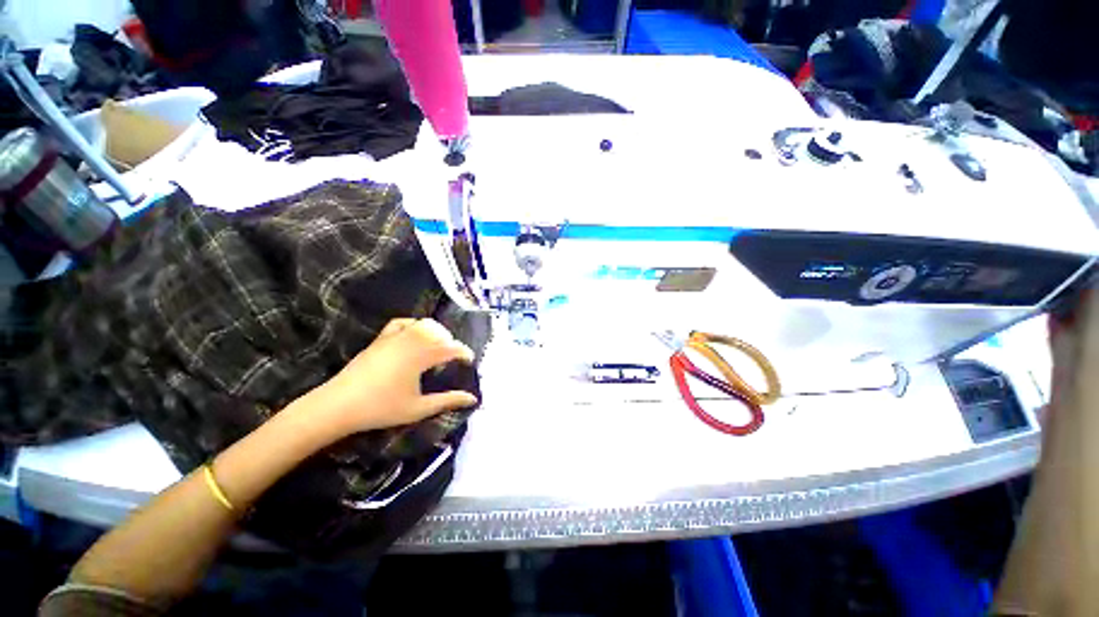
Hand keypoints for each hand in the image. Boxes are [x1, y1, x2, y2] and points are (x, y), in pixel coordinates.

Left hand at [310, 318, 477, 436]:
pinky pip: (403, 322)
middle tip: (452, 358)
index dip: (464, 353)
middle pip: (440, 332)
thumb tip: (473, 398)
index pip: (452, 348)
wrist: (338, 405)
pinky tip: (415, 335)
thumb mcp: (418, 408)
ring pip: (423, 324)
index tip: (470, 362)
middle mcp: (411, 340)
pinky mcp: (381, 338)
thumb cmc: (381, 408)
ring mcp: (394, 337)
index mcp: (422, 356)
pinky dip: (414, 325)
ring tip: (437, 346)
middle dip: (451, 342)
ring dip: (436, 332)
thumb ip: (448, 400)